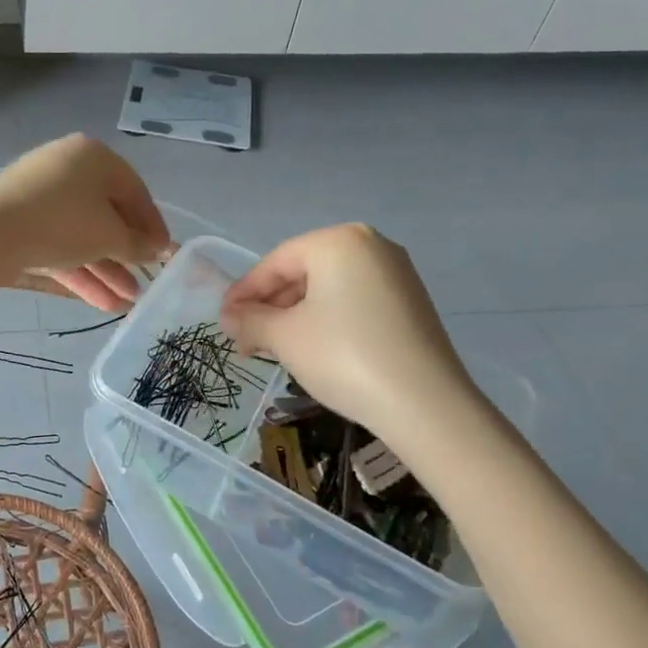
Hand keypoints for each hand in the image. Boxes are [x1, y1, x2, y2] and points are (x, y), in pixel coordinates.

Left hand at [0, 135, 172, 309]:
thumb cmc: (62, 222)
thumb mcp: (109, 235)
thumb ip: (136, 243)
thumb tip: (154, 247)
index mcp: (94, 157)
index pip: (134, 191)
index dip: (153, 225)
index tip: (166, 253)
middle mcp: (68, 169)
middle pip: (107, 215)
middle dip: (126, 254)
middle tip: (145, 282)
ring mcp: (41, 197)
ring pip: (82, 235)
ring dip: (105, 269)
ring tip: (127, 302)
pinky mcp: (22, 223)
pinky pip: (59, 245)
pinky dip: (79, 271)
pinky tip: (102, 303)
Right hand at [220, 224, 481, 447]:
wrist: (425, 405)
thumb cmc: (344, 356)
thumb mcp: (285, 337)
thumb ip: (250, 320)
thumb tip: (228, 318)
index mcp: (338, 241)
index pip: (276, 262)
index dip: (244, 293)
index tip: (222, 320)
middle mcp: (371, 246)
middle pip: (303, 272)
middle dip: (269, 307)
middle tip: (245, 339)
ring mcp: (396, 274)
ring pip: (328, 289)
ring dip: (294, 316)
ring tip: (273, 349)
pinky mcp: (410, 303)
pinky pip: (353, 302)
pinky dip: (326, 321)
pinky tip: (311, 349)